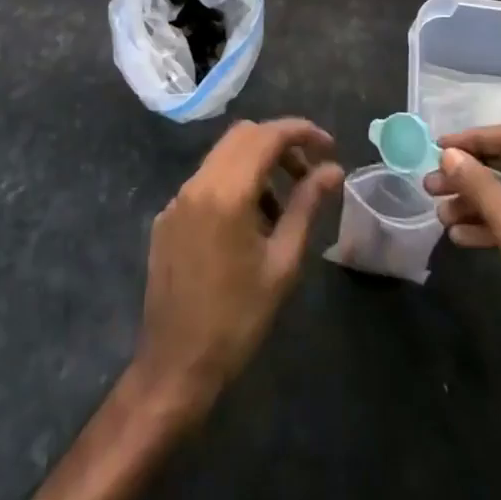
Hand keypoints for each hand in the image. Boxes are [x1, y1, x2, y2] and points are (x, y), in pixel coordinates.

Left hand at [135, 118, 343, 413]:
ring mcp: (178, 199)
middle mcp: (198, 183)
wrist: (175, 367)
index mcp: (227, 191)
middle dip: (280, 144)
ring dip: (257, 163)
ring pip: (223, 155)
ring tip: (281, 207)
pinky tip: (248, 225)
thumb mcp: (282, 262)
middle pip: (244, 135)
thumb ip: (307, 205)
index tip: (329, 146)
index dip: (302, 132)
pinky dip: (233, 184)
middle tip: (307, 173)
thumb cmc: (237, 319)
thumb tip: (333, 169)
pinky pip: (206, 182)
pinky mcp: (167, 218)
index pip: (268, 135)